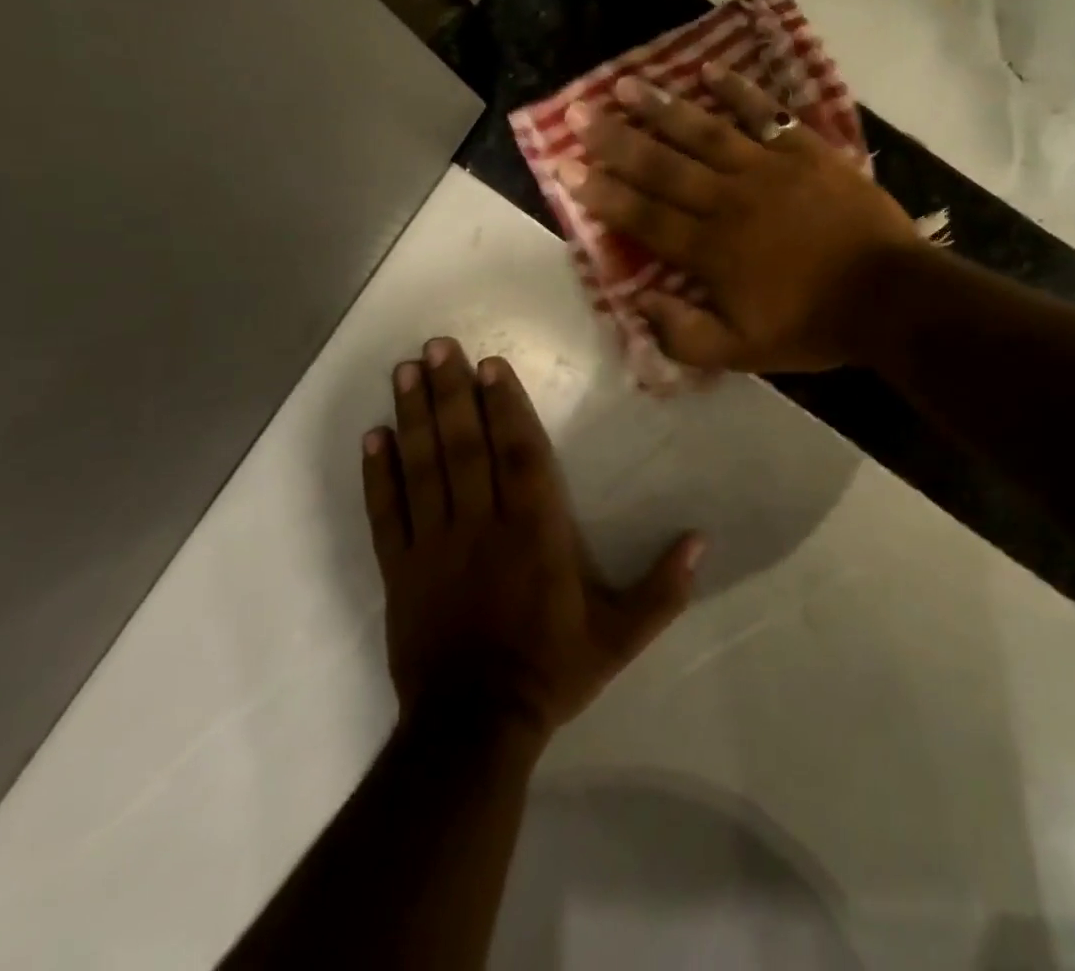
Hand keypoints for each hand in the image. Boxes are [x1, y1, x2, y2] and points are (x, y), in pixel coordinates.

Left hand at [364, 339, 702, 741]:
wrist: (473, 729)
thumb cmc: (551, 671)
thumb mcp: (621, 637)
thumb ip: (663, 589)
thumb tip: (701, 540)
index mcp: (535, 532)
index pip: (519, 454)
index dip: (505, 406)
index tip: (490, 365)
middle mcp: (482, 525)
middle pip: (464, 446)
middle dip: (452, 392)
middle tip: (438, 345)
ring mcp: (434, 545)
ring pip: (423, 467)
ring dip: (414, 415)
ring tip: (406, 370)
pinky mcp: (400, 569)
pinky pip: (387, 512)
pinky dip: (378, 473)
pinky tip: (373, 436)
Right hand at [564, 66, 924, 371]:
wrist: (890, 296)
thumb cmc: (814, 325)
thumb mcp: (744, 352)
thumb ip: (686, 334)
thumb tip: (638, 305)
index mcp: (710, 249)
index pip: (644, 216)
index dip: (602, 192)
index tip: (565, 166)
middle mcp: (729, 199)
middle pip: (663, 165)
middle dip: (616, 140)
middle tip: (578, 113)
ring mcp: (768, 169)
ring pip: (705, 131)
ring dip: (663, 107)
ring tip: (626, 84)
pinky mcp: (806, 151)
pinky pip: (766, 114)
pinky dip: (739, 91)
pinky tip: (711, 71)